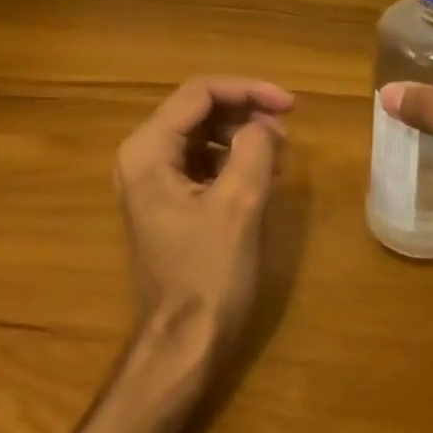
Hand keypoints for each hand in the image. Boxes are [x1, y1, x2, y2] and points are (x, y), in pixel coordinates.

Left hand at [114, 77, 292, 354]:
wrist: (184, 342)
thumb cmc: (209, 274)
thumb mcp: (240, 205)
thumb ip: (255, 149)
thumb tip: (265, 126)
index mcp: (148, 151)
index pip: (200, 93)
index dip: (249, 90)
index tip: (291, 105)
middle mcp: (141, 157)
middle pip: (199, 109)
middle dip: (246, 112)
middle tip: (287, 131)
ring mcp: (152, 180)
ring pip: (203, 134)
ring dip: (243, 135)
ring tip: (279, 155)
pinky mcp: (167, 201)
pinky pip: (202, 161)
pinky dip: (234, 159)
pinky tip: (262, 176)